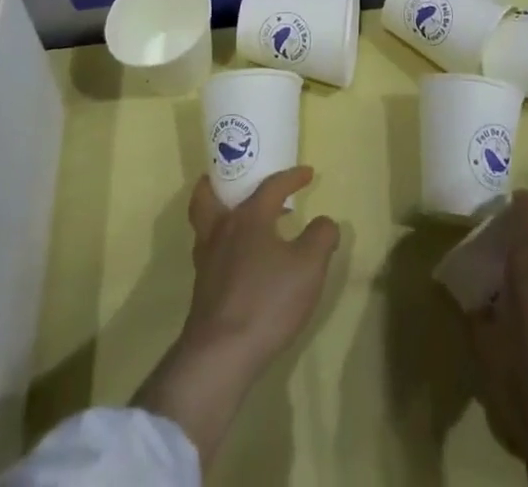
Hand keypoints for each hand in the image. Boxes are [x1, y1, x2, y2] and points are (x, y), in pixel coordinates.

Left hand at [133, 168, 340, 465]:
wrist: (220, 355)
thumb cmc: (266, 301)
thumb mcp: (309, 267)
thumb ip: (321, 237)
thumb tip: (325, 222)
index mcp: (248, 217)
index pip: (271, 185)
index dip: (292, 176)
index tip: (308, 173)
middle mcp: (221, 229)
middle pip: (211, 195)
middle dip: (224, 182)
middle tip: (241, 179)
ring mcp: (207, 259)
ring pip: (205, 222)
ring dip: (221, 212)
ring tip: (242, 218)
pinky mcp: (202, 288)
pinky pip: (209, 250)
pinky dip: (222, 243)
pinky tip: (240, 259)